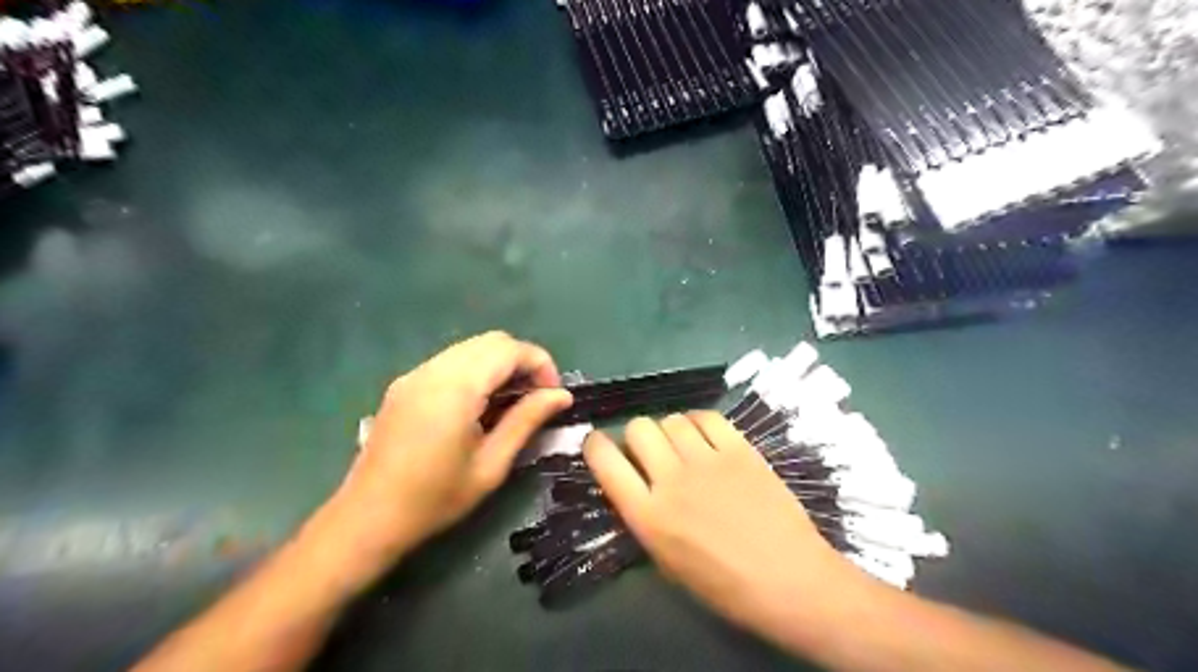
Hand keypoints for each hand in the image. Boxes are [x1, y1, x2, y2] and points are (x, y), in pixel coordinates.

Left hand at [327, 330, 568, 571]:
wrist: (366, 519)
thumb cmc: (435, 499)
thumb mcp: (491, 464)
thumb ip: (527, 421)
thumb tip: (562, 396)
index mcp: (456, 388)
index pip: (510, 349)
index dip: (541, 365)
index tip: (553, 396)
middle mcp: (433, 369)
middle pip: (492, 341)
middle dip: (522, 362)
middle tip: (535, 398)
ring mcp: (415, 374)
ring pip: (471, 348)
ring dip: (500, 365)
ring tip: (510, 403)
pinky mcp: (404, 384)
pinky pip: (451, 361)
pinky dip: (476, 371)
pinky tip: (479, 405)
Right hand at [586, 414, 866, 634]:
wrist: (789, 580)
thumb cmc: (724, 585)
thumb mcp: (667, 561)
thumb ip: (645, 516)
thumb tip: (635, 482)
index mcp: (647, 516)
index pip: (605, 460)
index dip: (596, 445)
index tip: (600, 445)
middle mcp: (671, 480)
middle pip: (639, 428)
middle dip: (638, 436)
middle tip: (651, 451)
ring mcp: (708, 461)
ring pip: (672, 419)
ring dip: (670, 430)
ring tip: (683, 446)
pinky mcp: (740, 449)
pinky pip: (707, 417)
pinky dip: (699, 421)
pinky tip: (705, 436)